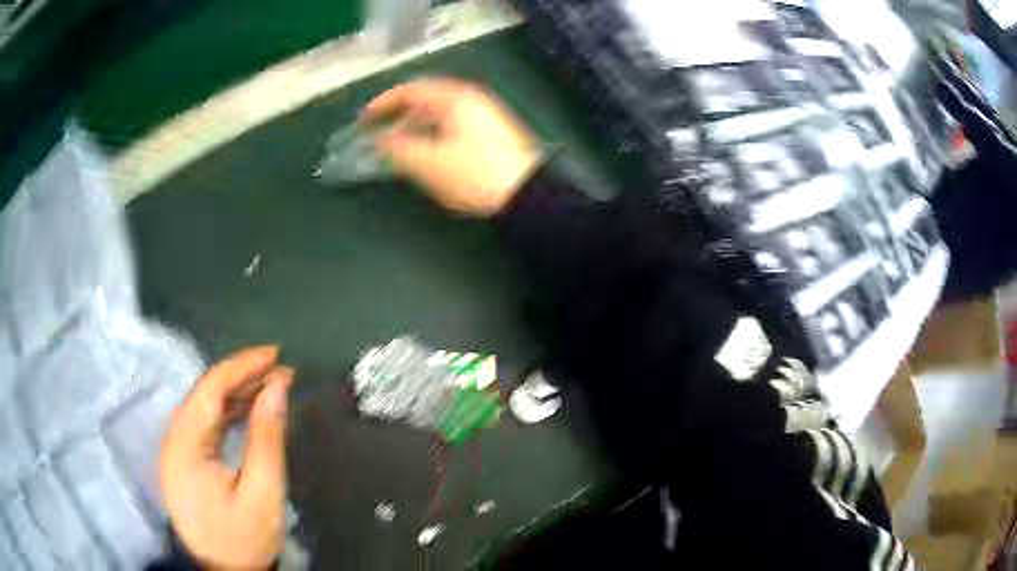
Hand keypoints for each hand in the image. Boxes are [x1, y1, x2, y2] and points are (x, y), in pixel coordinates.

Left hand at [160, 346, 294, 568]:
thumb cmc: (244, 540)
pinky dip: (230, 413)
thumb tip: (279, 387)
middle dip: (242, 376)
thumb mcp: (261, 492)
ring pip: (205, 407)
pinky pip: (207, 425)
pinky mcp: (185, 459)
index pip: (210, 389)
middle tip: (280, 368)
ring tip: (271, 384)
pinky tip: (250, 410)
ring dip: (237, 393)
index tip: (276, 353)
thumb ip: (266, 437)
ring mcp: (178, 449)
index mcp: (185, 445)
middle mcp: (174, 439)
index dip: (242, 366)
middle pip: (205, 394)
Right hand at [363, 78, 543, 215]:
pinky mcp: (492, 133)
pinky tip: (428, 153)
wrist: (528, 194)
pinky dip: (433, 134)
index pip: (411, 90)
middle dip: (398, 115)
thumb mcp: (429, 162)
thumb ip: (397, 149)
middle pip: (426, 99)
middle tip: (379, 134)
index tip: (364, 120)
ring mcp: (484, 115)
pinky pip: (452, 124)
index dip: (383, 103)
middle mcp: (470, 99)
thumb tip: (377, 141)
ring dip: (415, 126)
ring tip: (399, 147)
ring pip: (440, 113)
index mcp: (454, 98)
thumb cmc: (475, 173)